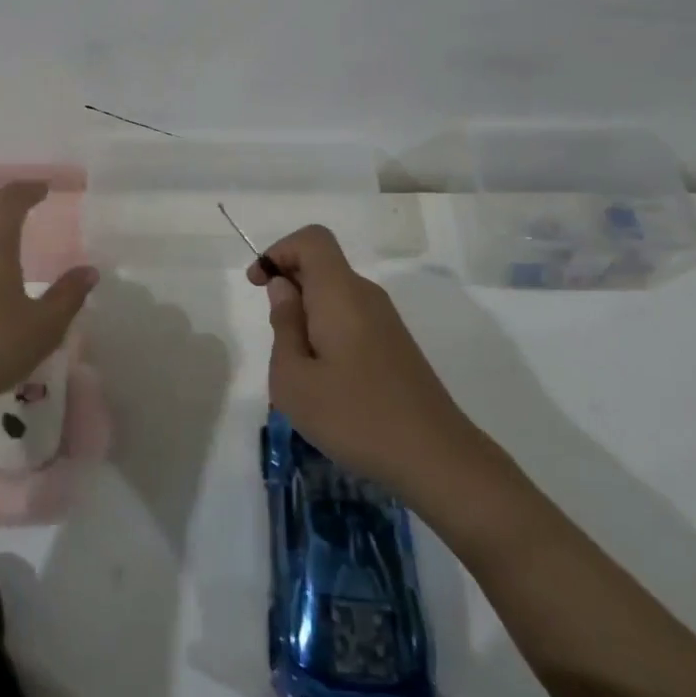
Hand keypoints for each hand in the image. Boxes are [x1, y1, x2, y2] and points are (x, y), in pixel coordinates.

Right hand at [250, 224, 474, 493]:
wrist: (435, 457)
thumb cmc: (354, 416)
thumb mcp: (294, 379)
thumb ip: (284, 325)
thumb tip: (283, 288)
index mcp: (340, 293)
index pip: (312, 239)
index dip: (279, 250)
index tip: (259, 286)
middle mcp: (366, 295)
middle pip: (322, 265)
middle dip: (288, 287)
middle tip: (277, 340)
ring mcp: (385, 320)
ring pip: (335, 294)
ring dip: (307, 315)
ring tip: (300, 368)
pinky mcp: (395, 344)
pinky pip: (351, 317)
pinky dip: (327, 331)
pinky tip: (327, 380)